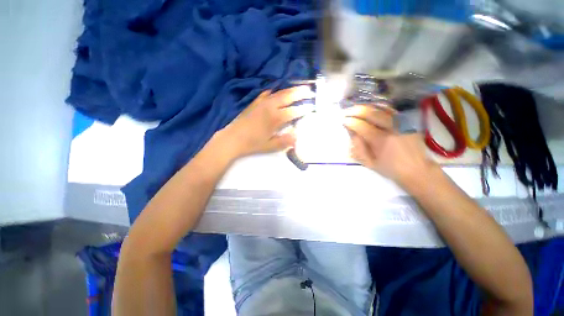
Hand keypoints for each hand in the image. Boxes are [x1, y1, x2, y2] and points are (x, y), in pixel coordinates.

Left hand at [220, 86, 314, 157]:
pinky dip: (275, 92)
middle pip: (288, 96)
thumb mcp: (269, 146)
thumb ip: (285, 141)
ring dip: (290, 90)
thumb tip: (297, 135)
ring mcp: (261, 103)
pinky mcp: (255, 102)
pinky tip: (277, 92)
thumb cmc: (252, 144)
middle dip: (300, 93)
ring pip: (279, 93)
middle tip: (310, 90)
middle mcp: (270, 107)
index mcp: (275, 118)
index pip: (294, 111)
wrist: (232, 139)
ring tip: (299, 88)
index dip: (304, 109)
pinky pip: (267, 93)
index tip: (312, 107)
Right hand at [343, 105, 438, 186]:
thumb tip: (352, 133)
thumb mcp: (369, 163)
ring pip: (381, 108)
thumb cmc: (390, 168)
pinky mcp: (407, 121)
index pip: (361, 126)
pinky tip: (371, 108)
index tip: (343, 121)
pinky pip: (391, 110)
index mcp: (381, 141)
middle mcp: (391, 128)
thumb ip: (358, 148)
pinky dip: (379, 107)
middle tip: (347, 112)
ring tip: (356, 109)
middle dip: (356, 111)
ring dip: (366, 107)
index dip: (350, 122)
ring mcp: (401, 123)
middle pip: (371, 113)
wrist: (417, 169)